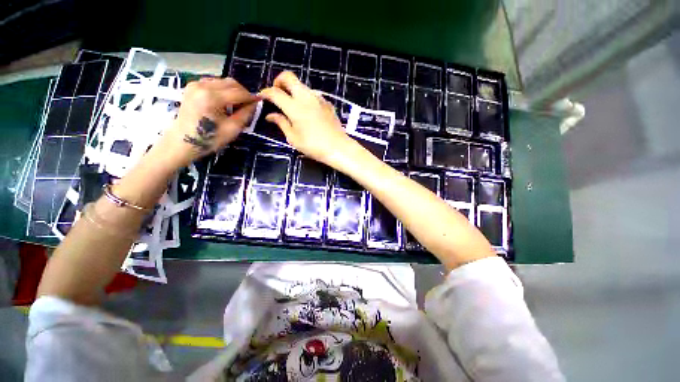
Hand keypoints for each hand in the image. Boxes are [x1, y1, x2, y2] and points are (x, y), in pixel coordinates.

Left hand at [158, 77, 257, 168]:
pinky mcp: (192, 87)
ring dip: (233, 90)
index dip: (251, 97)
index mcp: (212, 97)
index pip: (238, 93)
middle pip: (230, 83)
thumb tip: (254, 104)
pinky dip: (223, 89)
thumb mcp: (233, 129)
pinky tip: (225, 101)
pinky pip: (213, 83)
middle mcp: (202, 86)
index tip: (259, 102)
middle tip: (249, 104)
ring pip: (222, 81)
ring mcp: (195, 84)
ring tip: (238, 104)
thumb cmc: (209, 139)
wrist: (182, 142)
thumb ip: (246, 114)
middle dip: (243, 92)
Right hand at [259, 71, 357, 167]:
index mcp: (294, 107)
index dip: (266, 92)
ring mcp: (319, 98)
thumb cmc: (314, 146)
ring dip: (293, 90)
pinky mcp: (328, 103)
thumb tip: (270, 116)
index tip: (262, 97)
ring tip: (292, 105)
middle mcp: (306, 97)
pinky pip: (313, 94)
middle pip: (289, 77)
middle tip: (277, 93)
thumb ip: (281, 123)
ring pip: (302, 85)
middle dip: (279, 81)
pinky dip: (306, 97)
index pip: (275, 92)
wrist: (338, 148)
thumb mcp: (293, 138)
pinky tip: (308, 111)